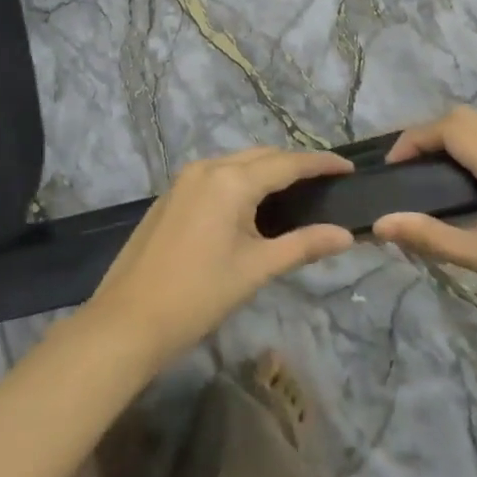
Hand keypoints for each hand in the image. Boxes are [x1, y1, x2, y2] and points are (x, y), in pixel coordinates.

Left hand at [81, 147, 356, 372]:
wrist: (128, 320)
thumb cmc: (198, 295)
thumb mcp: (256, 269)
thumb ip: (303, 245)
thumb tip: (346, 235)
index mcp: (231, 180)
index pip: (287, 163)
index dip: (320, 163)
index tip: (348, 167)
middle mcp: (207, 167)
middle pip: (261, 156)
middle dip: (294, 164)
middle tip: (325, 182)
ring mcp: (184, 179)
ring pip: (236, 163)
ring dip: (266, 170)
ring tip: (295, 191)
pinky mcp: (171, 195)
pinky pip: (216, 175)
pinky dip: (241, 180)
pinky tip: (252, 204)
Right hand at [374, 107, 476, 361]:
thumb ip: (430, 236)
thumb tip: (379, 224)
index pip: (451, 128)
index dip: (414, 138)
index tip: (390, 168)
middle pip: (467, 119)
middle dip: (430, 134)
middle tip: (404, 169)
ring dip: (452, 139)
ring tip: (426, 175)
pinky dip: (472, 150)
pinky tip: (462, 186)